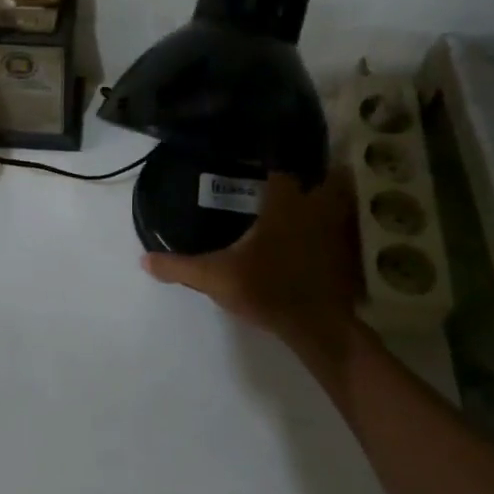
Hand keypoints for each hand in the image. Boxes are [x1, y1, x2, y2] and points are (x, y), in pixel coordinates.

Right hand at [142, 170, 368, 397]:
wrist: (317, 326)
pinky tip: (326, 238)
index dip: (272, 167)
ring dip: (333, 199)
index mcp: (284, 203)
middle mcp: (315, 207)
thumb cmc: (266, 289)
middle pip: (325, 176)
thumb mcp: (214, 278)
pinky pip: (349, 230)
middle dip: (315, 175)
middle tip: (292, 183)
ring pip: (343, 201)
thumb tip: (143, 260)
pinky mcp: (350, 254)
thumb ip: (179, 267)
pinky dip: (341, 228)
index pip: (281, 169)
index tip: (259, 170)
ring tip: (313, 203)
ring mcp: (338, 230)